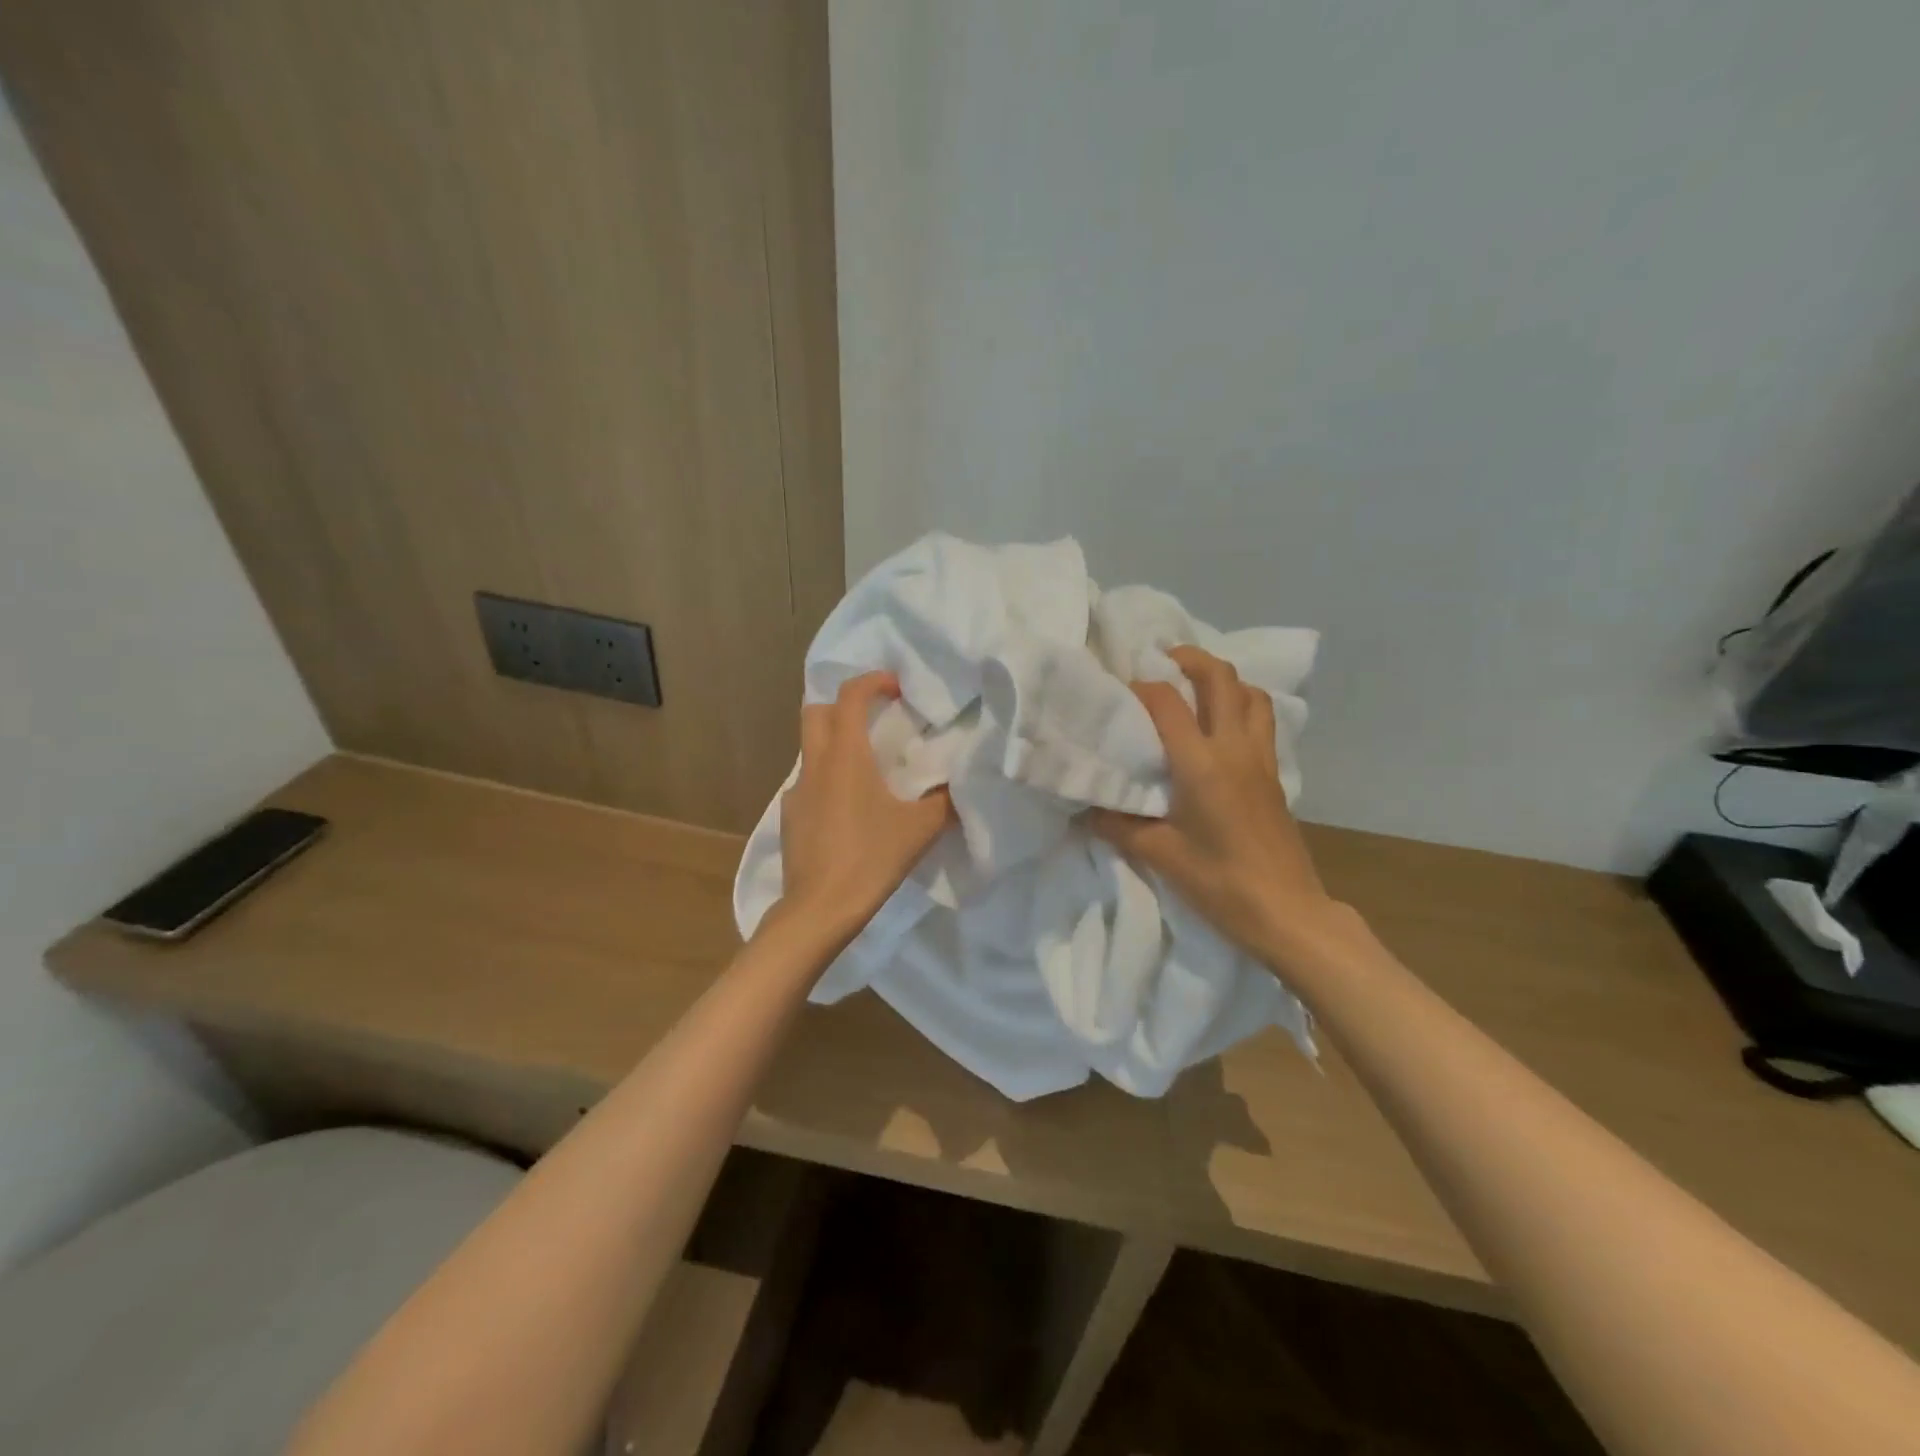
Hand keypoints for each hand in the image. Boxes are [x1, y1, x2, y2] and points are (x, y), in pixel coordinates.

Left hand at [776, 672, 953, 940]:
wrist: (819, 909)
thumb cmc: (870, 858)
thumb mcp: (920, 829)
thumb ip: (944, 801)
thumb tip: (959, 785)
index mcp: (845, 756)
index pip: (850, 696)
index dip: (873, 682)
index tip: (896, 689)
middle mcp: (814, 764)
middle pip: (817, 712)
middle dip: (844, 706)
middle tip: (875, 720)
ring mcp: (796, 791)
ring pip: (810, 749)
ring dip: (835, 744)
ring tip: (867, 769)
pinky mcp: (789, 817)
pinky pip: (808, 783)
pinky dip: (827, 780)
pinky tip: (848, 810)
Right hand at [1086, 646, 1336, 962]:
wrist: (1286, 911)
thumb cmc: (1219, 882)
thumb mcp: (1159, 854)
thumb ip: (1119, 825)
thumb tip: (1088, 809)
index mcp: (1201, 763)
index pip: (1168, 703)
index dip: (1141, 688)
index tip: (1120, 692)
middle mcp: (1234, 749)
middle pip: (1221, 679)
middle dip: (1192, 659)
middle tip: (1165, 660)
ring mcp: (1260, 760)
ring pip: (1251, 695)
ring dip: (1224, 680)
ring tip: (1197, 688)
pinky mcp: (1274, 775)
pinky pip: (1261, 721)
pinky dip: (1243, 706)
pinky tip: (1222, 728)